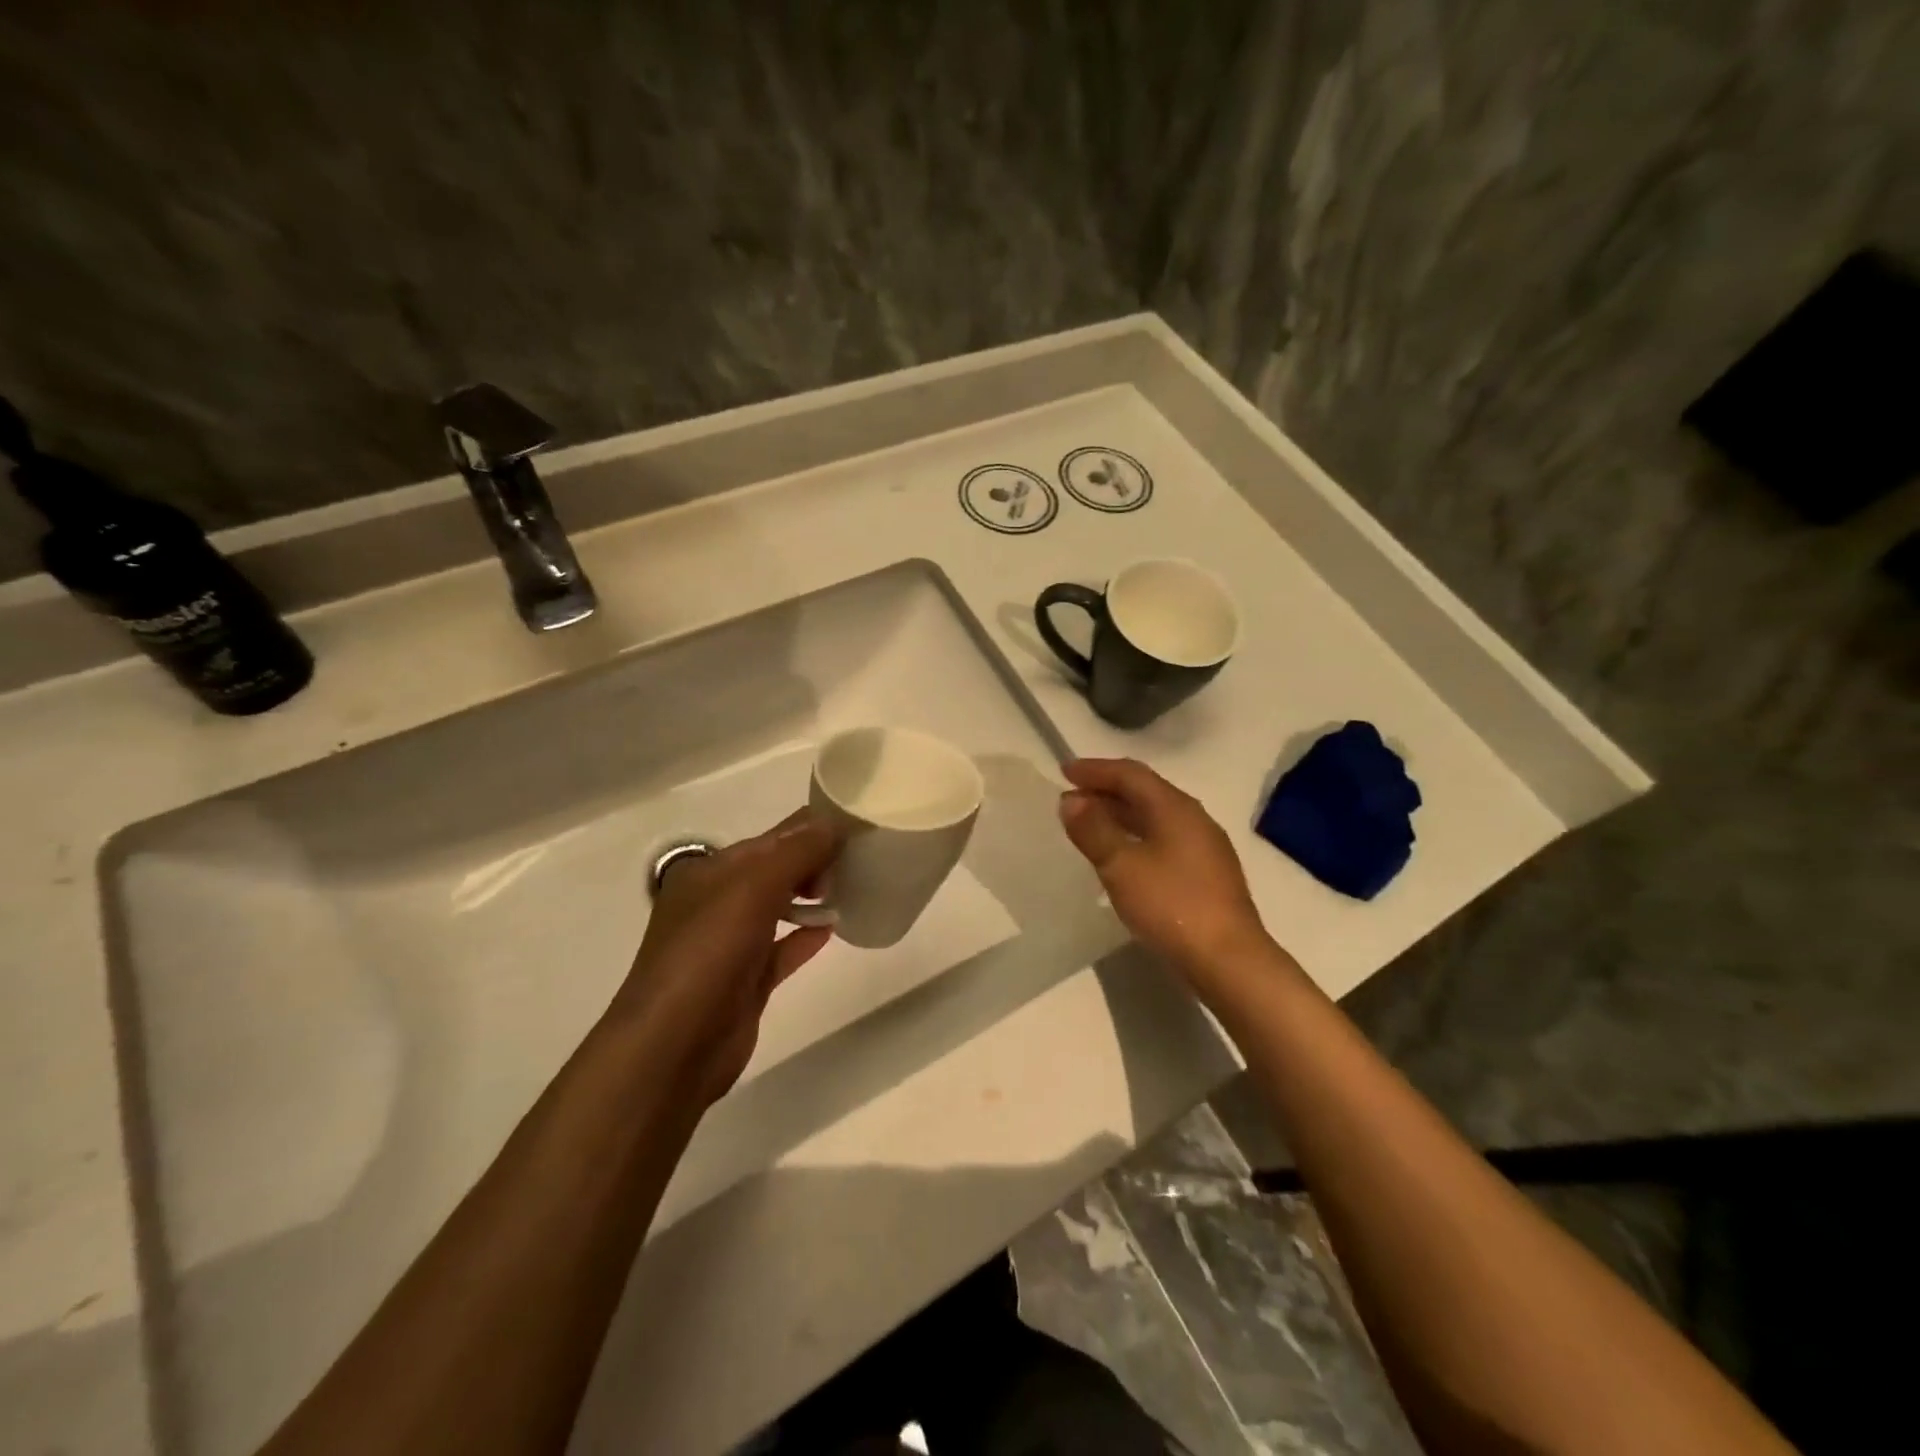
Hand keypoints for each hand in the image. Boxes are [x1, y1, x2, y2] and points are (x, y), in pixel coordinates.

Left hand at [611, 812, 837, 1106]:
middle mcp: (718, 902)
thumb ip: (796, 853)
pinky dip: (807, 936)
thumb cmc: (708, 954)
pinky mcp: (746, 981)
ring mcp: (731, 944)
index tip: (857, 825)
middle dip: (815, 861)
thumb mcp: (752, 889)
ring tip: (855, 888)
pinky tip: (835, 930)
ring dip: (813, 896)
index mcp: (710, 872)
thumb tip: (834, 823)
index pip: (770, 838)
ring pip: (780, 908)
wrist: (673, 1047)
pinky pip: (783, 949)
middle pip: (776, 870)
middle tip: (860, 861)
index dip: (811, 828)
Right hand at [1058, 758, 1273, 994]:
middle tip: (1072, 798)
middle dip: (1106, 790)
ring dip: (1120, 815)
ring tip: (1090, 825)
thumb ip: (1093, 829)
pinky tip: (1122, 856)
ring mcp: (1204, 847)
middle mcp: (1194, 818)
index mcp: (1175, 808)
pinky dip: (1136, 836)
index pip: (1130, 774)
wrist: (1228, 960)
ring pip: (1155, 817)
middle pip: (1145, 792)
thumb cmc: (1171, 906)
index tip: (1064, 772)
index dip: (1095, 769)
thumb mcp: (1121, 866)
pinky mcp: (1207, 874)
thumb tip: (1071, 801)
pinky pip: (1164, 839)